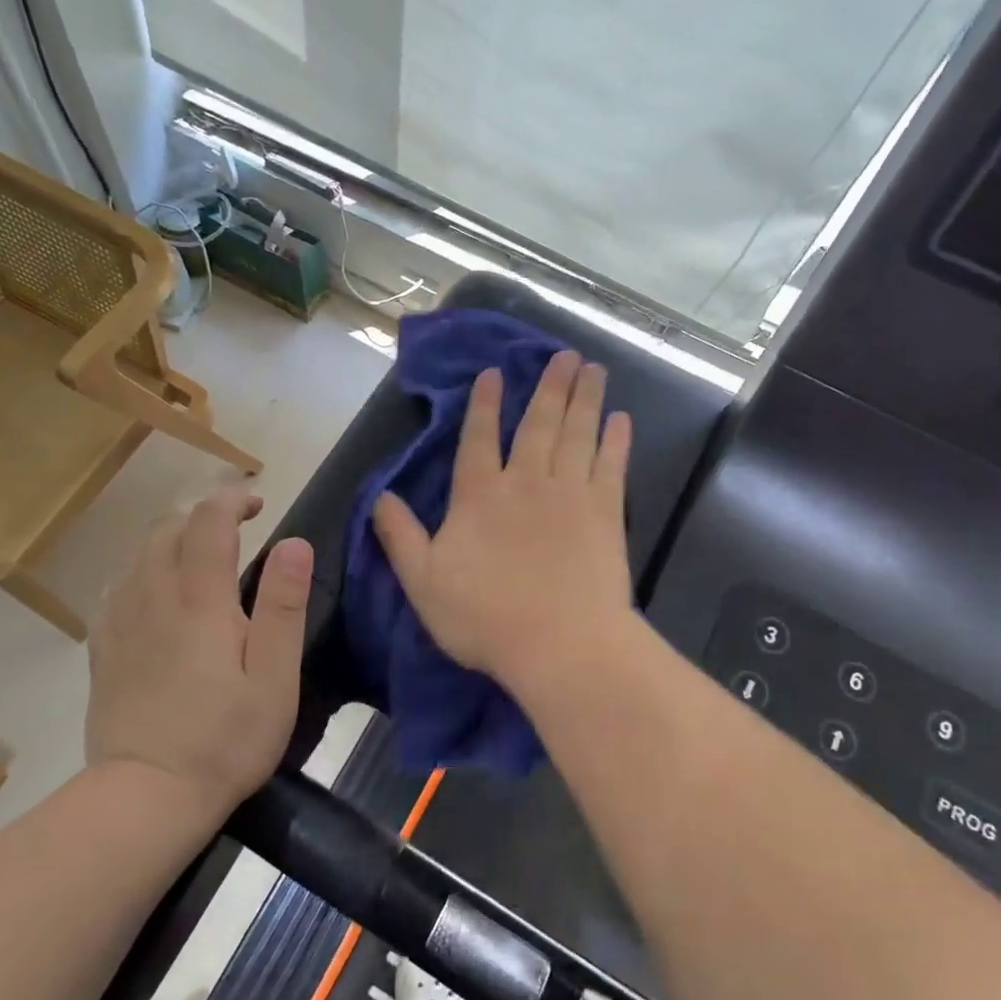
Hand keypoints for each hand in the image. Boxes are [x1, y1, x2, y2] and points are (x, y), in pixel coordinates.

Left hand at [88, 489, 313, 810]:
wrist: (145, 798)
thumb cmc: (225, 739)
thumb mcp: (275, 677)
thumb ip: (284, 605)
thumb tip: (295, 543)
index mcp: (200, 599)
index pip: (208, 520)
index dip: (231, 500)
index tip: (257, 504)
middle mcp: (154, 596)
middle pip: (167, 528)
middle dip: (202, 515)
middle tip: (235, 531)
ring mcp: (121, 622)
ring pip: (138, 553)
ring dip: (171, 539)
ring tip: (200, 558)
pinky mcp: (103, 648)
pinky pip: (118, 587)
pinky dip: (143, 571)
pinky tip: (158, 596)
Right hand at [372, 351, 633, 694]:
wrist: (560, 644)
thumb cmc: (485, 617)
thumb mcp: (423, 582)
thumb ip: (400, 536)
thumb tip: (379, 496)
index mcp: (480, 496)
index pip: (479, 438)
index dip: (485, 405)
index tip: (495, 373)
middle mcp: (526, 482)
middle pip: (538, 424)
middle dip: (549, 387)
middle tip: (564, 355)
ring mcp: (570, 493)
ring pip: (577, 433)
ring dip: (584, 399)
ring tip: (592, 368)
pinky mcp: (606, 513)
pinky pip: (611, 466)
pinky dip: (616, 440)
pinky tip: (621, 419)